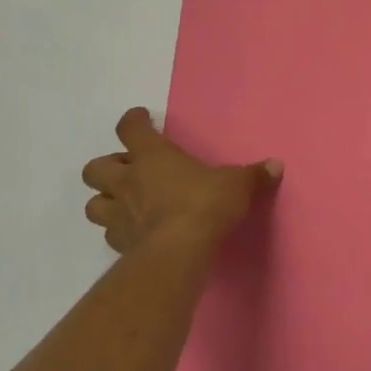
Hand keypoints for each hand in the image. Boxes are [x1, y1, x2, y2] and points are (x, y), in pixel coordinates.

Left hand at [80, 108, 281, 258]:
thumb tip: (277, 165)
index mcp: (153, 156)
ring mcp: (118, 215)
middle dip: (108, 166)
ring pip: (93, 203)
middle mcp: (128, 181)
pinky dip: (118, 230)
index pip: (131, 129)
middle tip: (130, 169)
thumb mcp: (237, 185)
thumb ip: (254, 176)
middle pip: (96, 168)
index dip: (134, 121)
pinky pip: (109, 233)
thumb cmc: (205, 205)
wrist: (179, 252)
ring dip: (106, 200)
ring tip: (125, 202)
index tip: (141, 118)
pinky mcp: (119, 244)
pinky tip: (136, 232)